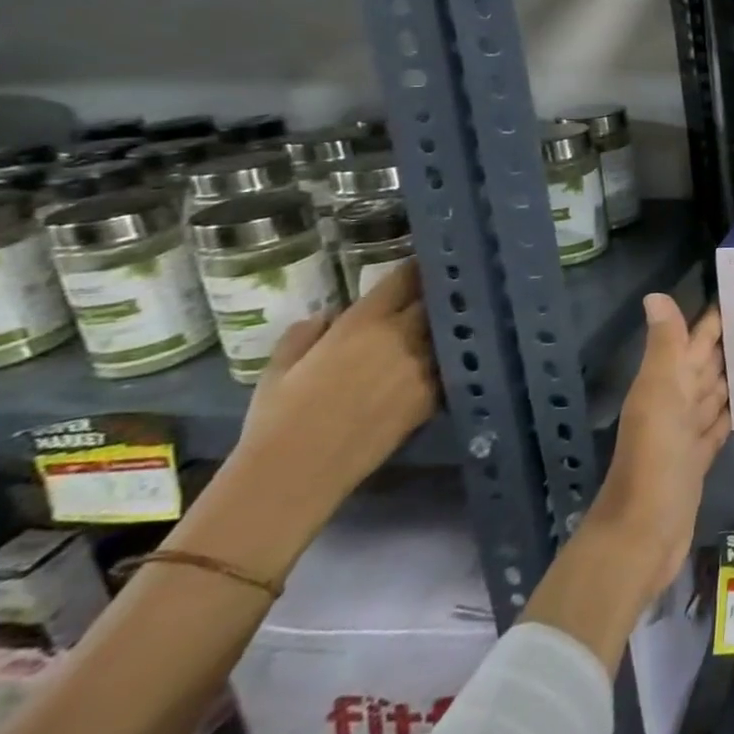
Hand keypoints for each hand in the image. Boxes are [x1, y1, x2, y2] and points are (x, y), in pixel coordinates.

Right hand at [237, 259, 438, 506]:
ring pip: (447, 329)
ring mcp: (424, 363)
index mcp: (363, 323)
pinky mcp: (435, 391)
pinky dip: (452, 355)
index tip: (426, 262)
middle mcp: (401, 335)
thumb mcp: (280, 368)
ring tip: (456, 316)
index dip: (416, 270)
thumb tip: (327, 316)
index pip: (403, 280)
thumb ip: (306, 334)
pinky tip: (455, 353)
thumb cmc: (278, 417)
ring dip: (450, 322)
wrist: (297, 471)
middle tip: (446, 287)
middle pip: (435, 300)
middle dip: (440, 292)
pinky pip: (451, 362)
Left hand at [589, 294, 729, 607]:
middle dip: (733, 341)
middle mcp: (675, 401)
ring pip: (715, 391)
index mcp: (665, 382)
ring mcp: (687, 432)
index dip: (716, 317)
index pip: (694, 339)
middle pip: (707, 363)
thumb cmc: (654, 460)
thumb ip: (664, 348)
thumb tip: (657, 295)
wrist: (642, 536)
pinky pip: (720, 423)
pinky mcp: (700, 458)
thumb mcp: (659, 397)